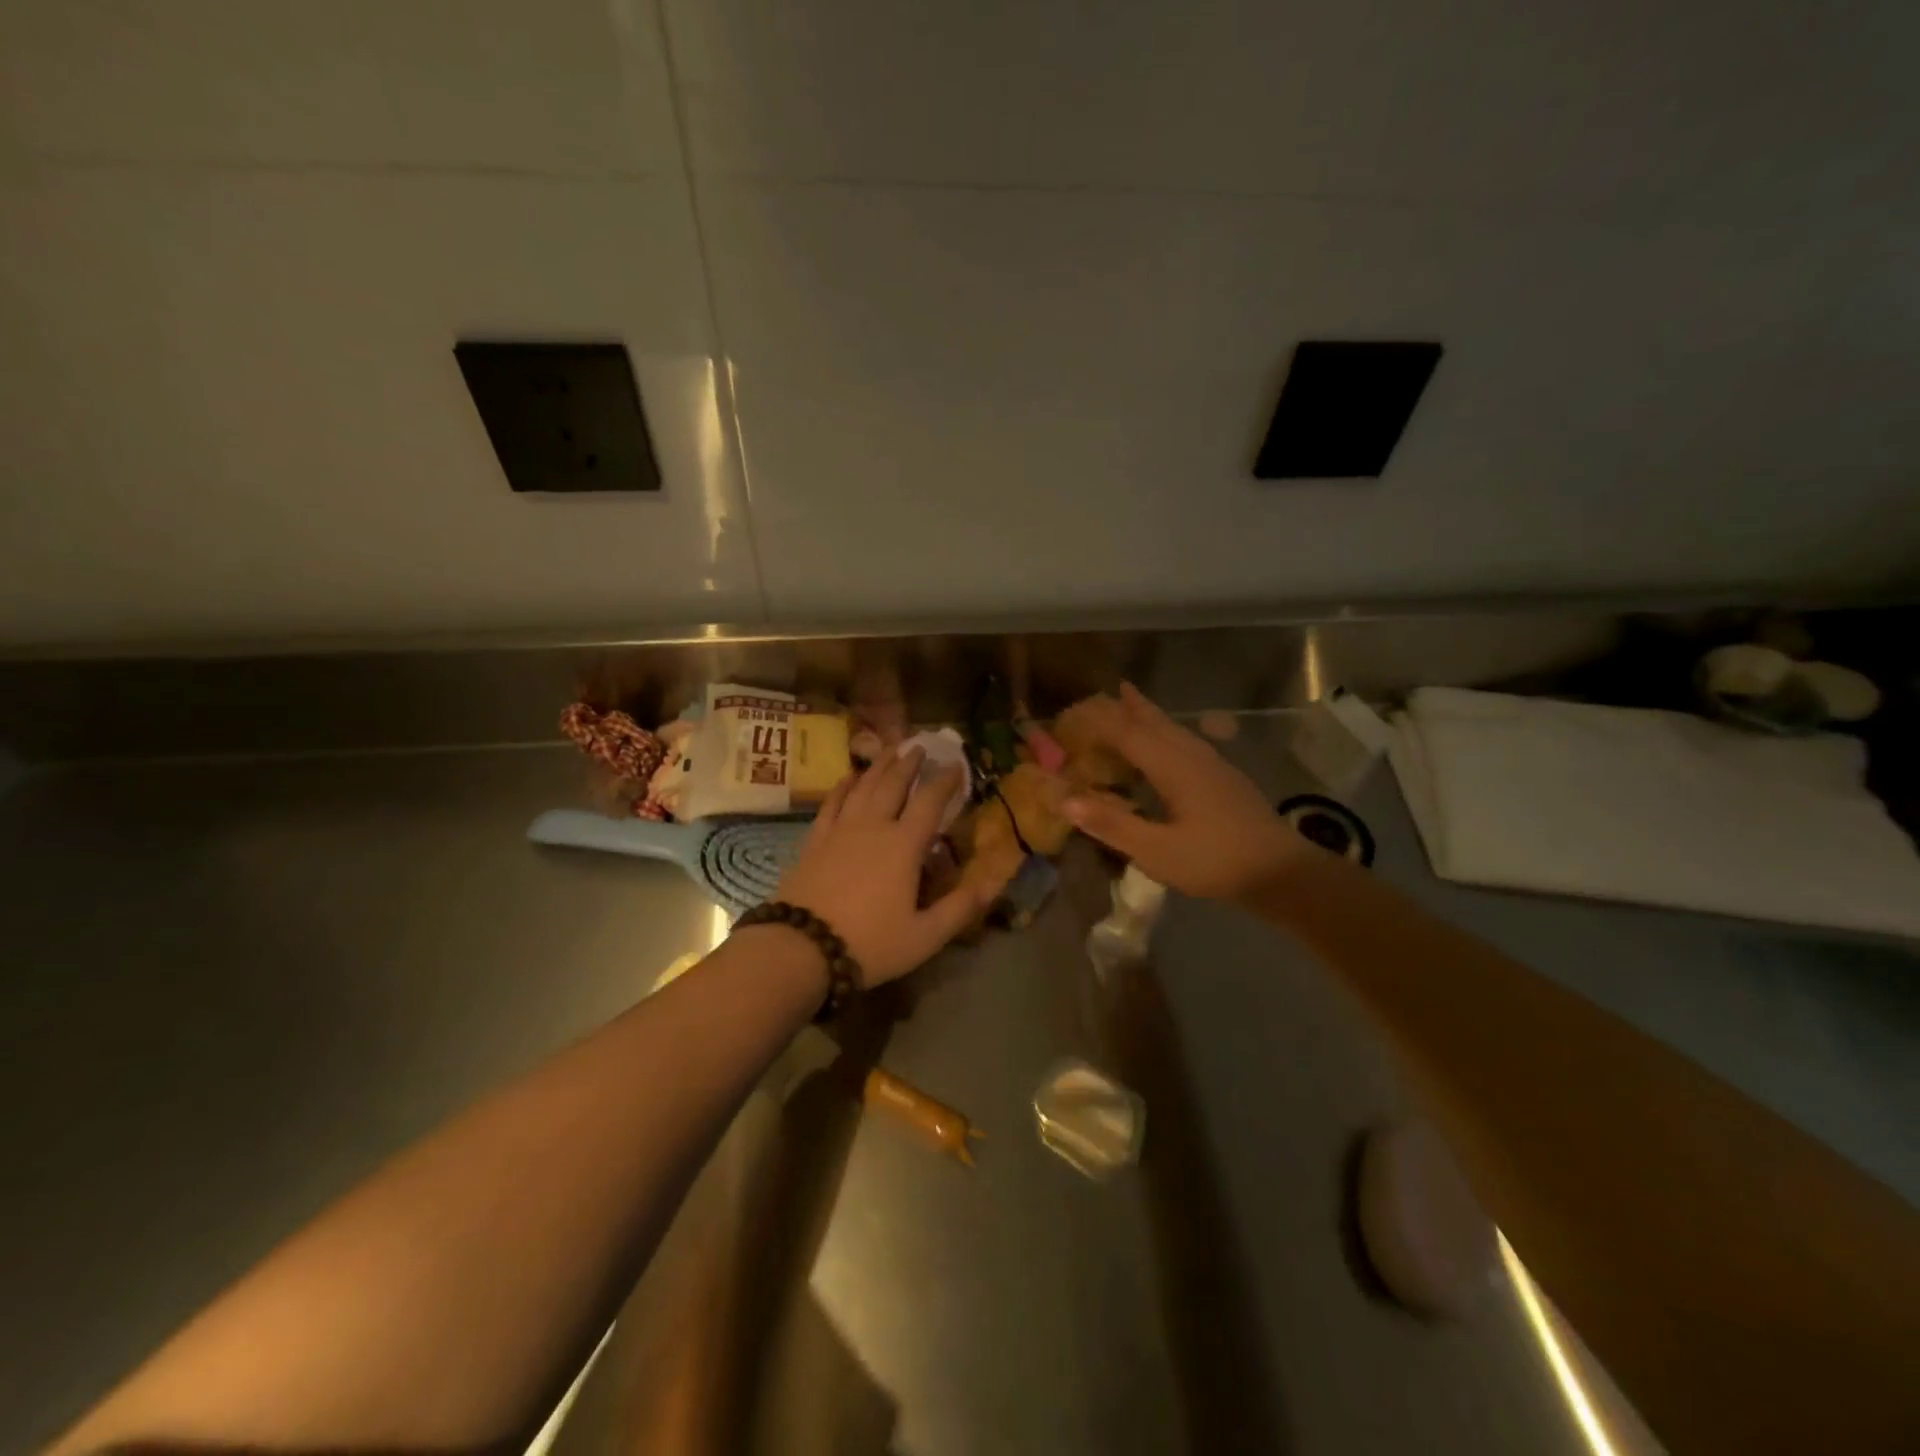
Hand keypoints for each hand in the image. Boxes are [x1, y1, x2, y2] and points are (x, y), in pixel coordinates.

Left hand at [776, 745, 990, 986]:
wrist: (801, 947)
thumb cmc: (869, 943)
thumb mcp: (924, 936)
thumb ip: (960, 908)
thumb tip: (993, 884)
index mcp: (904, 845)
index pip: (929, 802)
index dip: (945, 781)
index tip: (956, 764)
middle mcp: (873, 827)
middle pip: (893, 785)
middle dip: (909, 763)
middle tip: (919, 746)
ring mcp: (840, 830)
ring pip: (863, 787)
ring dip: (878, 766)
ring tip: (889, 749)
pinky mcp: (815, 840)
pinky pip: (832, 803)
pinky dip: (842, 786)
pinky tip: (848, 777)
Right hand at [1063, 684, 1314, 899]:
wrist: (1282, 872)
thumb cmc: (1215, 861)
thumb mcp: (1156, 850)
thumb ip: (1111, 824)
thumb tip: (1065, 799)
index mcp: (1172, 767)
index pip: (1128, 733)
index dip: (1101, 721)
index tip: (1076, 711)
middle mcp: (1192, 756)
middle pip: (1155, 722)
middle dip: (1130, 707)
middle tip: (1109, 690)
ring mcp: (1214, 766)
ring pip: (1175, 729)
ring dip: (1150, 715)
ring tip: (1134, 701)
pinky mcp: (1226, 779)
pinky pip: (1187, 742)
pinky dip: (1167, 732)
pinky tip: (1172, 745)